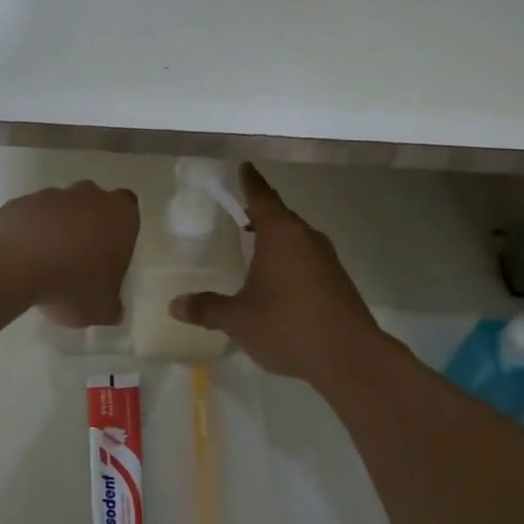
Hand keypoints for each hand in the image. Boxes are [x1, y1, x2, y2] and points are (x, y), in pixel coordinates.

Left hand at [0, 182, 138, 327]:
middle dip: (88, 225)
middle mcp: (89, 196)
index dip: (120, 229)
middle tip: (80, 259)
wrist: (17, 260)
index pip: (129, 208)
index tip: (110, 253)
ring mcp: (52, 195)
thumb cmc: (74, 282)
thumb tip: (112, 308)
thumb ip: (111, 306)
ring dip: (55, 230)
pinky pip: (30, 218)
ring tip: (46, 265)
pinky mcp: (20, 201)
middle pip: (93, 203)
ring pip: (59, 209)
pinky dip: (28, 234)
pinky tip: (22, 260)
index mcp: (120, 215)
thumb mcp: (102, 309)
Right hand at [171, 164, 390, 385]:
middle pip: (281, 216)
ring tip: (258, 246)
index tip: (244, 167)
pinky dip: (292, 260)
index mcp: (280, 234)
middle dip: (262, 213)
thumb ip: (207, 308)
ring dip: (278, 238)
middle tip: (242, 212)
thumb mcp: (238, 319)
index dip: (250, 182)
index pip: (261, 197)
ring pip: (297, 238)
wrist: (349, 357)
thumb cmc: (287, 325)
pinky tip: (281, 280)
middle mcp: (306, 238)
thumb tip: (175, 305)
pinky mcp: (338, 282)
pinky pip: (309, 259)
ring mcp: (327, 259)